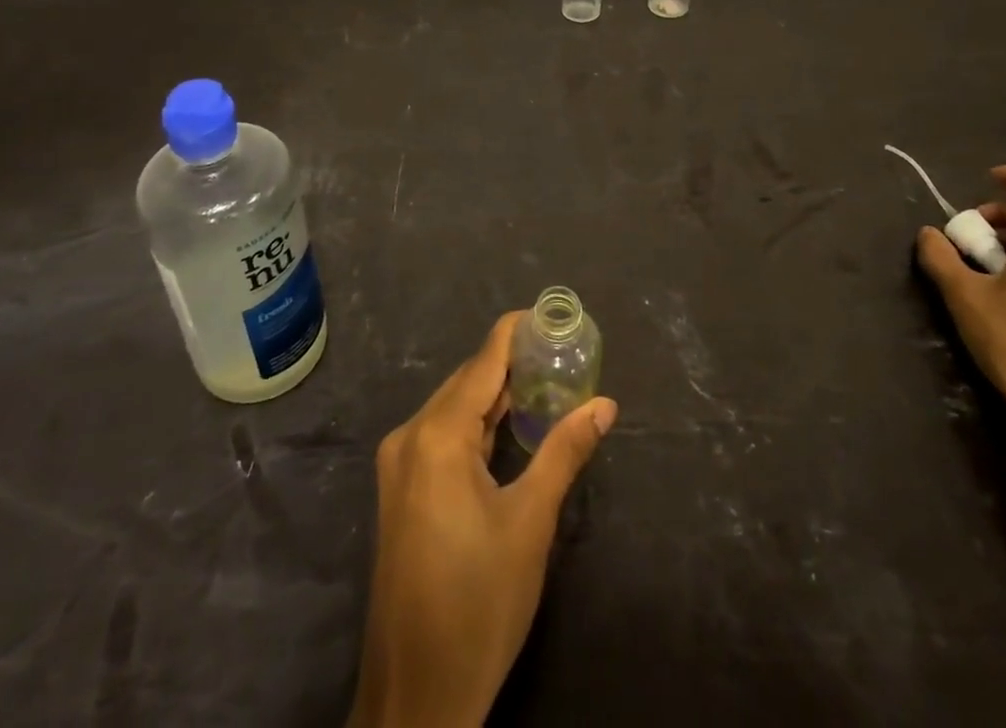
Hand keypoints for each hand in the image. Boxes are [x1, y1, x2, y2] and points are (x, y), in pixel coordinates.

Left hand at [348, 312, 618, 727]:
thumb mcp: (530, 522)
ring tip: (545, 380)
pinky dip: (478, 425)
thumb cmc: (479, 602)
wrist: (416, 696)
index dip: (515, 332)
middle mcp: (410, 437)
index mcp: (437, 435)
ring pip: (455, 410)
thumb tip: (605, 404)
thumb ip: (565, 451)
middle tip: (560, 352)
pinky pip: (443, 436)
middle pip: (468, 382)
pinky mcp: (402, 490)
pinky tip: (510, 426)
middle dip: (512, 364)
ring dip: (496, 396)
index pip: (483, 362)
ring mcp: (400, 465)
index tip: (550, 316)